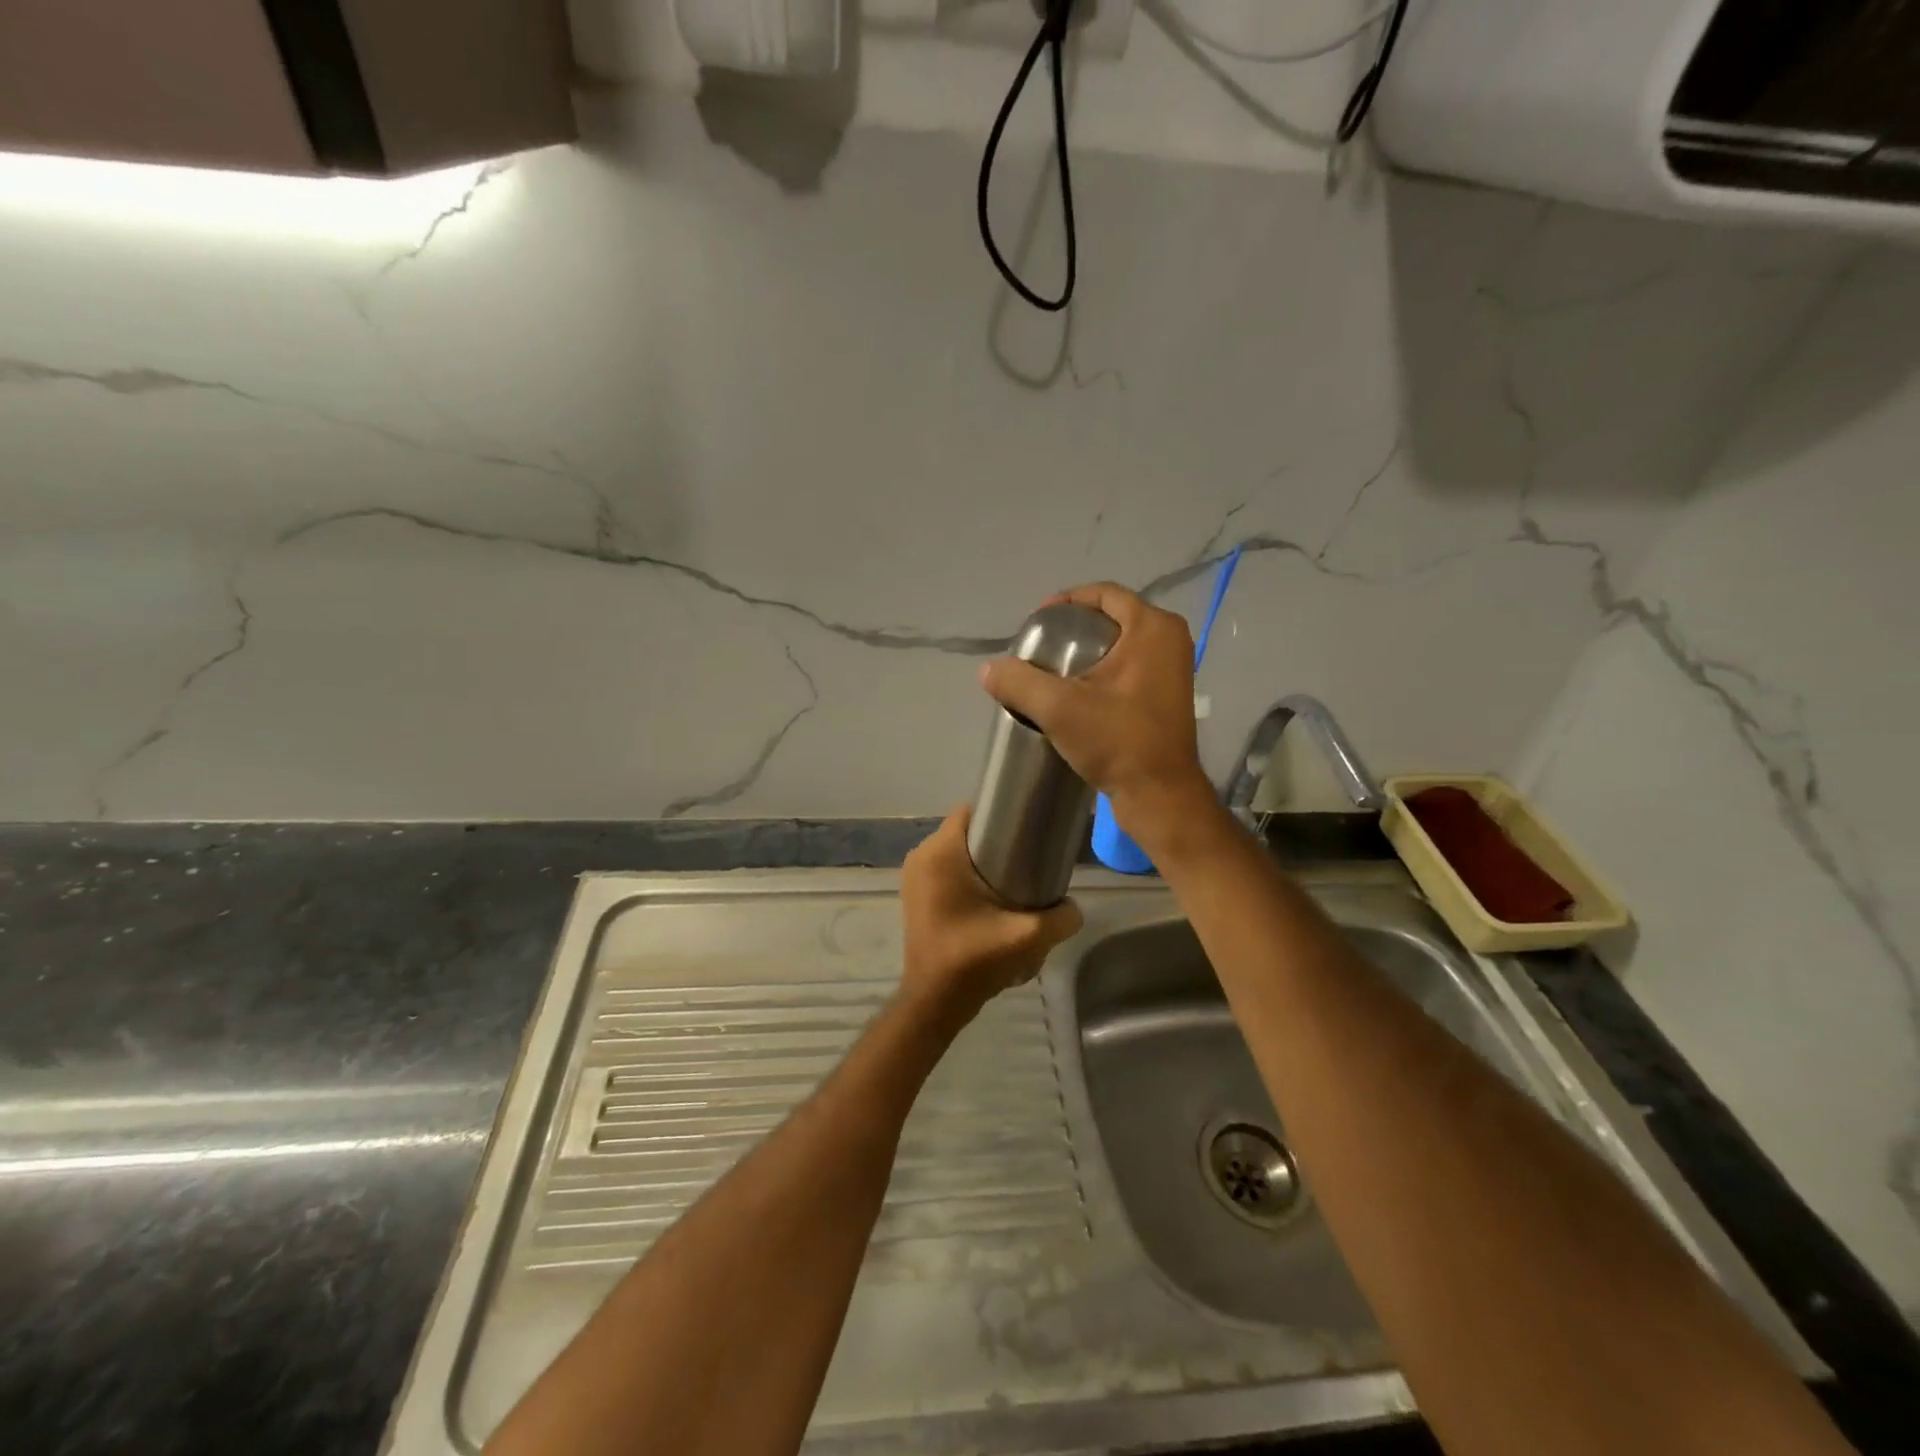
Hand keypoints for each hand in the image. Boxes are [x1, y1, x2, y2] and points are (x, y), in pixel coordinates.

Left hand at [898, 806, 1082, 1026]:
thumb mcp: (1027, 937)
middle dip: (996, 838)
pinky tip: (992, 896)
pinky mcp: (915, 895)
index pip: (972, 810)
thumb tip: (1074, 907)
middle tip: (1030, 855)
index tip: (1029, 826)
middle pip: (966, 831)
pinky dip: (967, 875)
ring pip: (956, 851)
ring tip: (1016, 876)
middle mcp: (921, 856)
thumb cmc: (974, 960)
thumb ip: (1061, 917)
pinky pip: (945, 870)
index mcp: (940, 853)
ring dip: (982, 859)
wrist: (934, 1001)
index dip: (1002, 813)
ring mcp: (914, 877)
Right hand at [979, 582, 1214, 839]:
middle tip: (1041, 647)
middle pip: (1112, 616)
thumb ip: (1019, 682)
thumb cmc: (1117, 742)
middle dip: (1074, 627)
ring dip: (1087, 650)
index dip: (1066, 601)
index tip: (1036, 623)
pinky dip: (1103, 669)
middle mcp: (1170, 638)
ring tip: (1052, 669)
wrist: (1159, 795)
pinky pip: (1130, 664)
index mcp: (1153, 627)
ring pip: (1121, 642)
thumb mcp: (1059, 709)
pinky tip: (1077, 691)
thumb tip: (987, 670)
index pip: (1104, 593)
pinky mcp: (1168, 693)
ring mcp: (1174, 667)